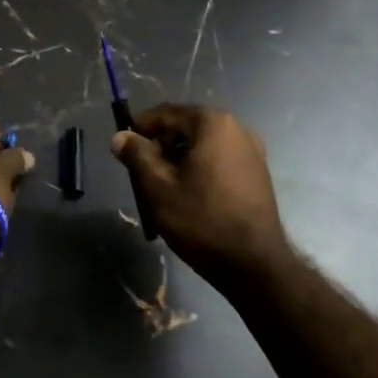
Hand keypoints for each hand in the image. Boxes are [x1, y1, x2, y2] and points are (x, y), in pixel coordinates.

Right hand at [112, 104, 289, 283]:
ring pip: (202, 148)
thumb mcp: (158, 188)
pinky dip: (199, 173)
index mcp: (213, 123)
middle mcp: (237, 129)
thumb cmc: (202, 220)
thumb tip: (120, 137)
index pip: (167, 113)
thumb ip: (137, 156)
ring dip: (178, 164)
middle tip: (141, 176)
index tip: (123, 147)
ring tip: (162, 194)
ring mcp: (252, 152)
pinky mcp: (257, 175)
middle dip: (160, 149)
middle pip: (186, 129)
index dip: (141, 127)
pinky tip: (188, 200)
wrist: (255, 265)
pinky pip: (219, 163)